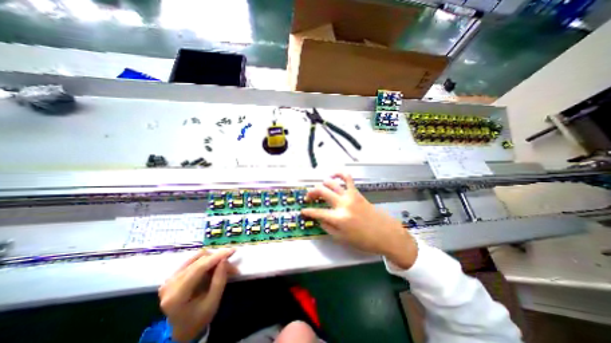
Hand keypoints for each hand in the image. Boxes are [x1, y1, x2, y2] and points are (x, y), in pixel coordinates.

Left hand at [160, 248, 238, 341]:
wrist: (182, 329)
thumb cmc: (199, 318)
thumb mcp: (213, 303)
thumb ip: (219, 281)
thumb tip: (224, 259)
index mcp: (177, 296)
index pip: (199, 268)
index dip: (217, 257)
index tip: (232, 250)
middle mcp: (170, 284)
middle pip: (199, 261)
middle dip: (218, 260)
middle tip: (231, 266)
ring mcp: (169, 279)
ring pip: (197, 257)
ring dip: (213, 259)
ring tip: (222, 267)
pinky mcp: (172, 275)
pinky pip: (193, 260)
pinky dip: (206, 260)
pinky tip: (212, 266)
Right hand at [301, 172, 417, 269]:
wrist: (385, 234)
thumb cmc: (363, 240)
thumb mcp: (341, 239)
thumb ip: (327, 227)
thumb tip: (319, 218)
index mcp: (338, 218)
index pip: (317, 212)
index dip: (307, 211)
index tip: (302, 211)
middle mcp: (342, 204)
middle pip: (321, 192)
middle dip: (311, 193)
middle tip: (308, 197)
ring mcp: (350, 196)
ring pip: (331, 183)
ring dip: (322, 184)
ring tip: (319, 189)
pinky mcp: (356, 192)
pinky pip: (347, 178)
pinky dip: (339, 174)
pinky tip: (333, 176)